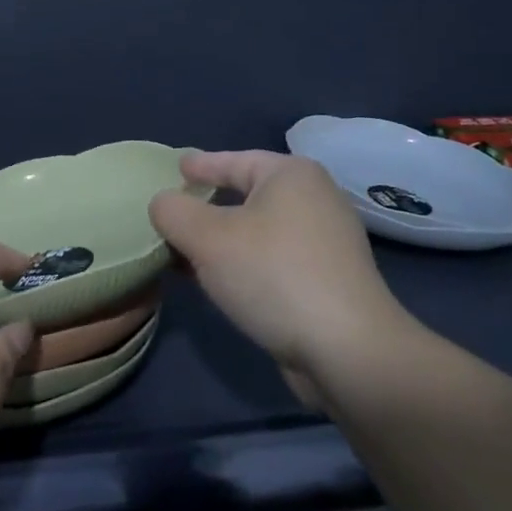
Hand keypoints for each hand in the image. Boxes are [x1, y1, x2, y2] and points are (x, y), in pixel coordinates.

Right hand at [150, 151, 416, 400]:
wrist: (348, 351)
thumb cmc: (273, 275)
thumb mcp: (206, 238)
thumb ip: (174, 212)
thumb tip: (163, 204)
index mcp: (291, 175)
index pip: (235, 160)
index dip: (201, 165)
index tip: (177, 168)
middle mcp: (315, 199)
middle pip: (248, 194)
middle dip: (209, 206)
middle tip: (177, 213)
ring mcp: (328, 241)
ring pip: (261, 230)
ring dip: (224, 241)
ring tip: (189, 253)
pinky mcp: (331, 280)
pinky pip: (275, 258)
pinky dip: (246, 263)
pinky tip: (222, 283)